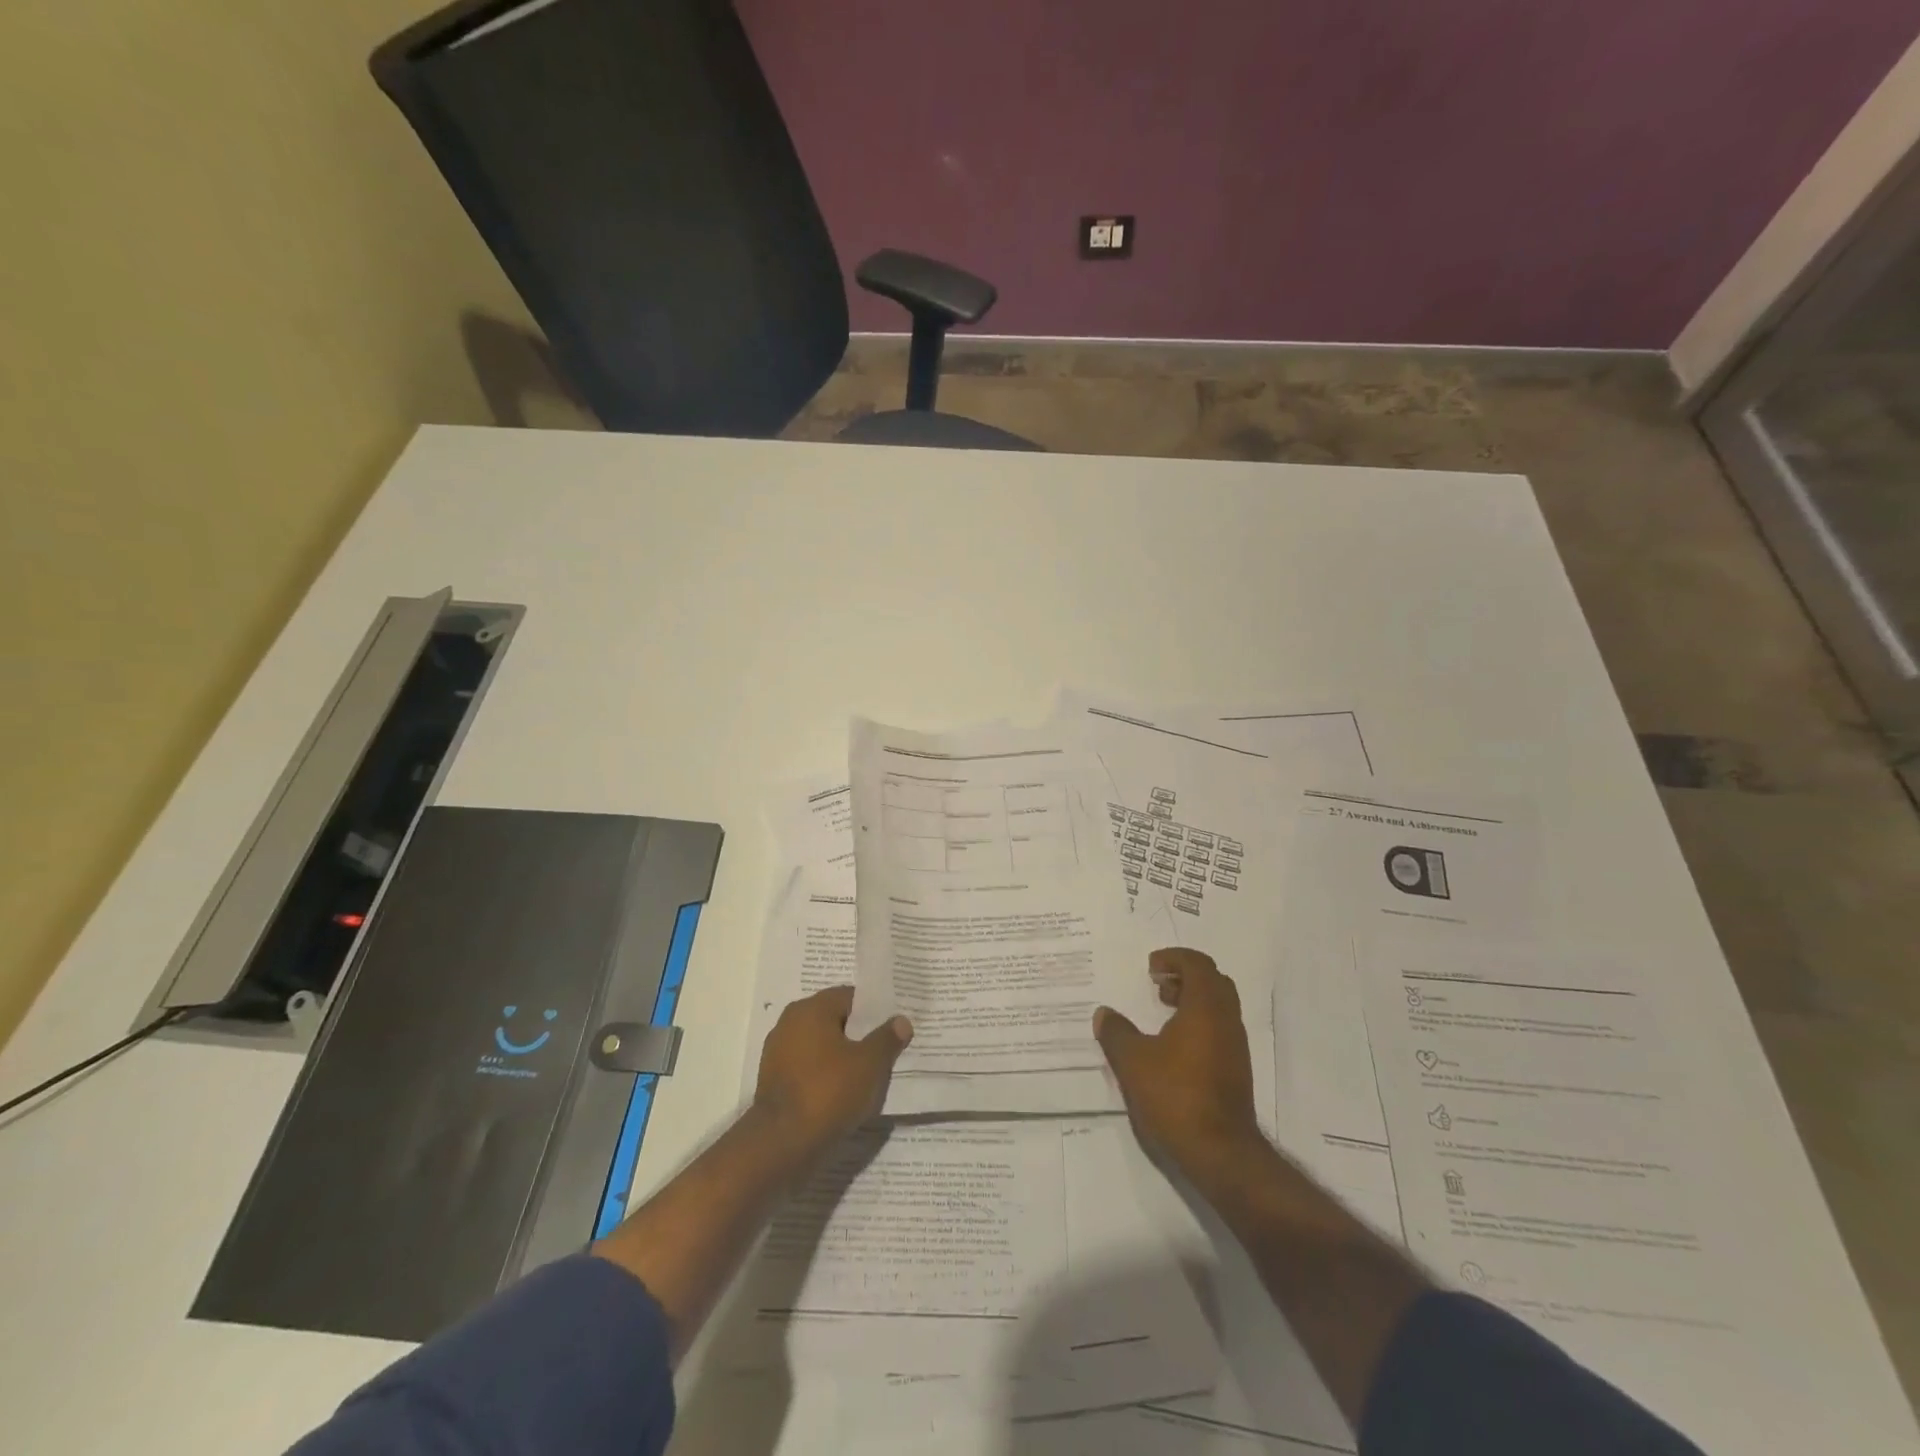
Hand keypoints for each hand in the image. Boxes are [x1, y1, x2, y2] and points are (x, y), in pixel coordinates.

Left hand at [752, 986, 911, 1159]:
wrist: (781, 1145)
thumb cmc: (828, 1092)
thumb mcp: (869, 1064)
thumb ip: (887, 1038)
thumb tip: (901, 1020)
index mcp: (810, 1009)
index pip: (850, 997)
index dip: (875, 1010)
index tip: (894, 1026)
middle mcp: (790, 1023)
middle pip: (835, 1021)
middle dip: (860, 1035)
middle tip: (886, 1050)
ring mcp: (778, 1053)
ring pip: (822, 1047)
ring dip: (843, 1057)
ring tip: (869, 1075)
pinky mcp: (774, 1081)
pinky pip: (809, 1069)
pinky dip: (826, 1076)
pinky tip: (844, 1093)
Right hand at [1094, 948, 1261, 1177]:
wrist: (1220, 1152)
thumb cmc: (1176, 1095)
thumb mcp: (1133, 1061)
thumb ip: (1116, 1032)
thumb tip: (1103, 1014)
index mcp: (1206, 1008)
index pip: (1198, 964)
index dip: (1174, 958)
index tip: (1151, 967)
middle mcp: (1227, 1021)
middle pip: (1214, 982)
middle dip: (1185, 976)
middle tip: (1158, 984)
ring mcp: (1236, 1047)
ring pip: (1218, 1007)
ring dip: (1192, 1001)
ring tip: (1162, 1012)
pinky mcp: (1236, 1071)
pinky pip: (1219, 1030)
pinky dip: (1198, 1024)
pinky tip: (1172, 1046)